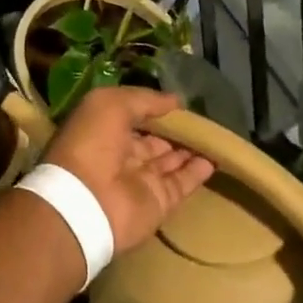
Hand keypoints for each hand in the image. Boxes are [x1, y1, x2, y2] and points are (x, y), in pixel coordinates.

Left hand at [43, 88, 213, 251]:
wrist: (86, 201)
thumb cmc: (92, 143)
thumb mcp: (110, 104)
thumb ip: (144, 100)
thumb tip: (175, 101)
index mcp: (102, 130)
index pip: (133, 117)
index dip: (154, 109)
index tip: (180, 102)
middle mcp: (120, 155)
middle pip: (154, 140)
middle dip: (175, 130)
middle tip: (203, 119)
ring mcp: (140, 180)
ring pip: (171, 161)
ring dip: (191, 149)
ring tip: (215, 135)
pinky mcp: (158, 202)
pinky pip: (182, 183)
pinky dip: (199, 172)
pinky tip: (216, 157)